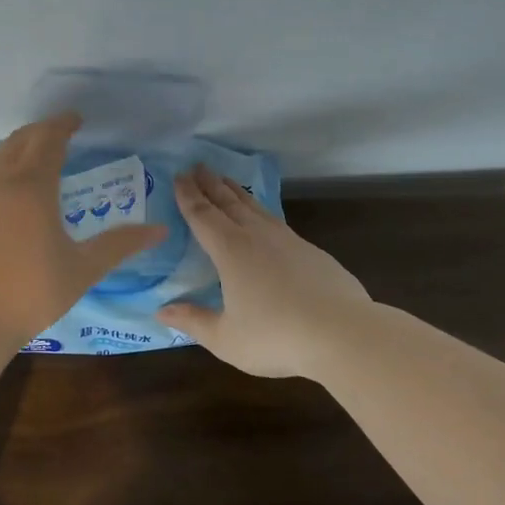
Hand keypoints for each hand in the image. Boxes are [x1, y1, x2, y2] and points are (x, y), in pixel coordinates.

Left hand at [0, 113, 168, 356]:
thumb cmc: (29, 294)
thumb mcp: (82, 270)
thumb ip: (119, 245)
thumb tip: (159, 230)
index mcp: (32, 187)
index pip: (48, 139)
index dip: (63, 125)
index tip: (75, 119)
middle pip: (18, 142)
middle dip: (40, 132)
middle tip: (58, 134)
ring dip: (15, 155)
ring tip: (32, 166)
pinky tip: (1, 208)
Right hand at [157, 166, 372, 377]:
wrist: (343, 333)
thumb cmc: (276, 336)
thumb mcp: (226, 338)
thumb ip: (193, 321)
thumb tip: (161, 311)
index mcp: (230, 251)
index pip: (202, 216)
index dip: (188, 196)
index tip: (178, 176)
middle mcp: (256, 236)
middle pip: (228, 202)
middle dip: (210, 184)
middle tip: (197, 166)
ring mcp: (287, 240)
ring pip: (255, 207)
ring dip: (236, 192)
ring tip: (225, 180)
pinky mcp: (311, 251)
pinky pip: (276, 221)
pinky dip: (260, 210)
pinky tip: (263, 217)